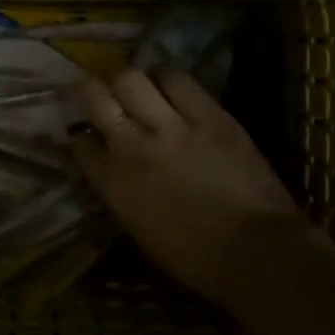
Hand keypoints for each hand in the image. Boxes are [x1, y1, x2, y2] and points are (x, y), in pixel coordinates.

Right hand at [73, 69, 311, 307]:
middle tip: (102, 96)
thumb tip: (109, 167)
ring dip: (128, 80)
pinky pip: (176, 79)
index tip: (85, 132)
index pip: (78, 142)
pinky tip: (167, 84)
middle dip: (91, 91)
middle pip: (94, 95)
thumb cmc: (195, 258)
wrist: (257, 252)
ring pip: (130, 78)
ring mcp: (171, 126)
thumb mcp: (139, 229)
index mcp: (114, 183)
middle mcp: (132, 146)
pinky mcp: (209, 114)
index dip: (78, 133)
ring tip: (138, 86)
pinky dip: (165, 76)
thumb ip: (118, 191)